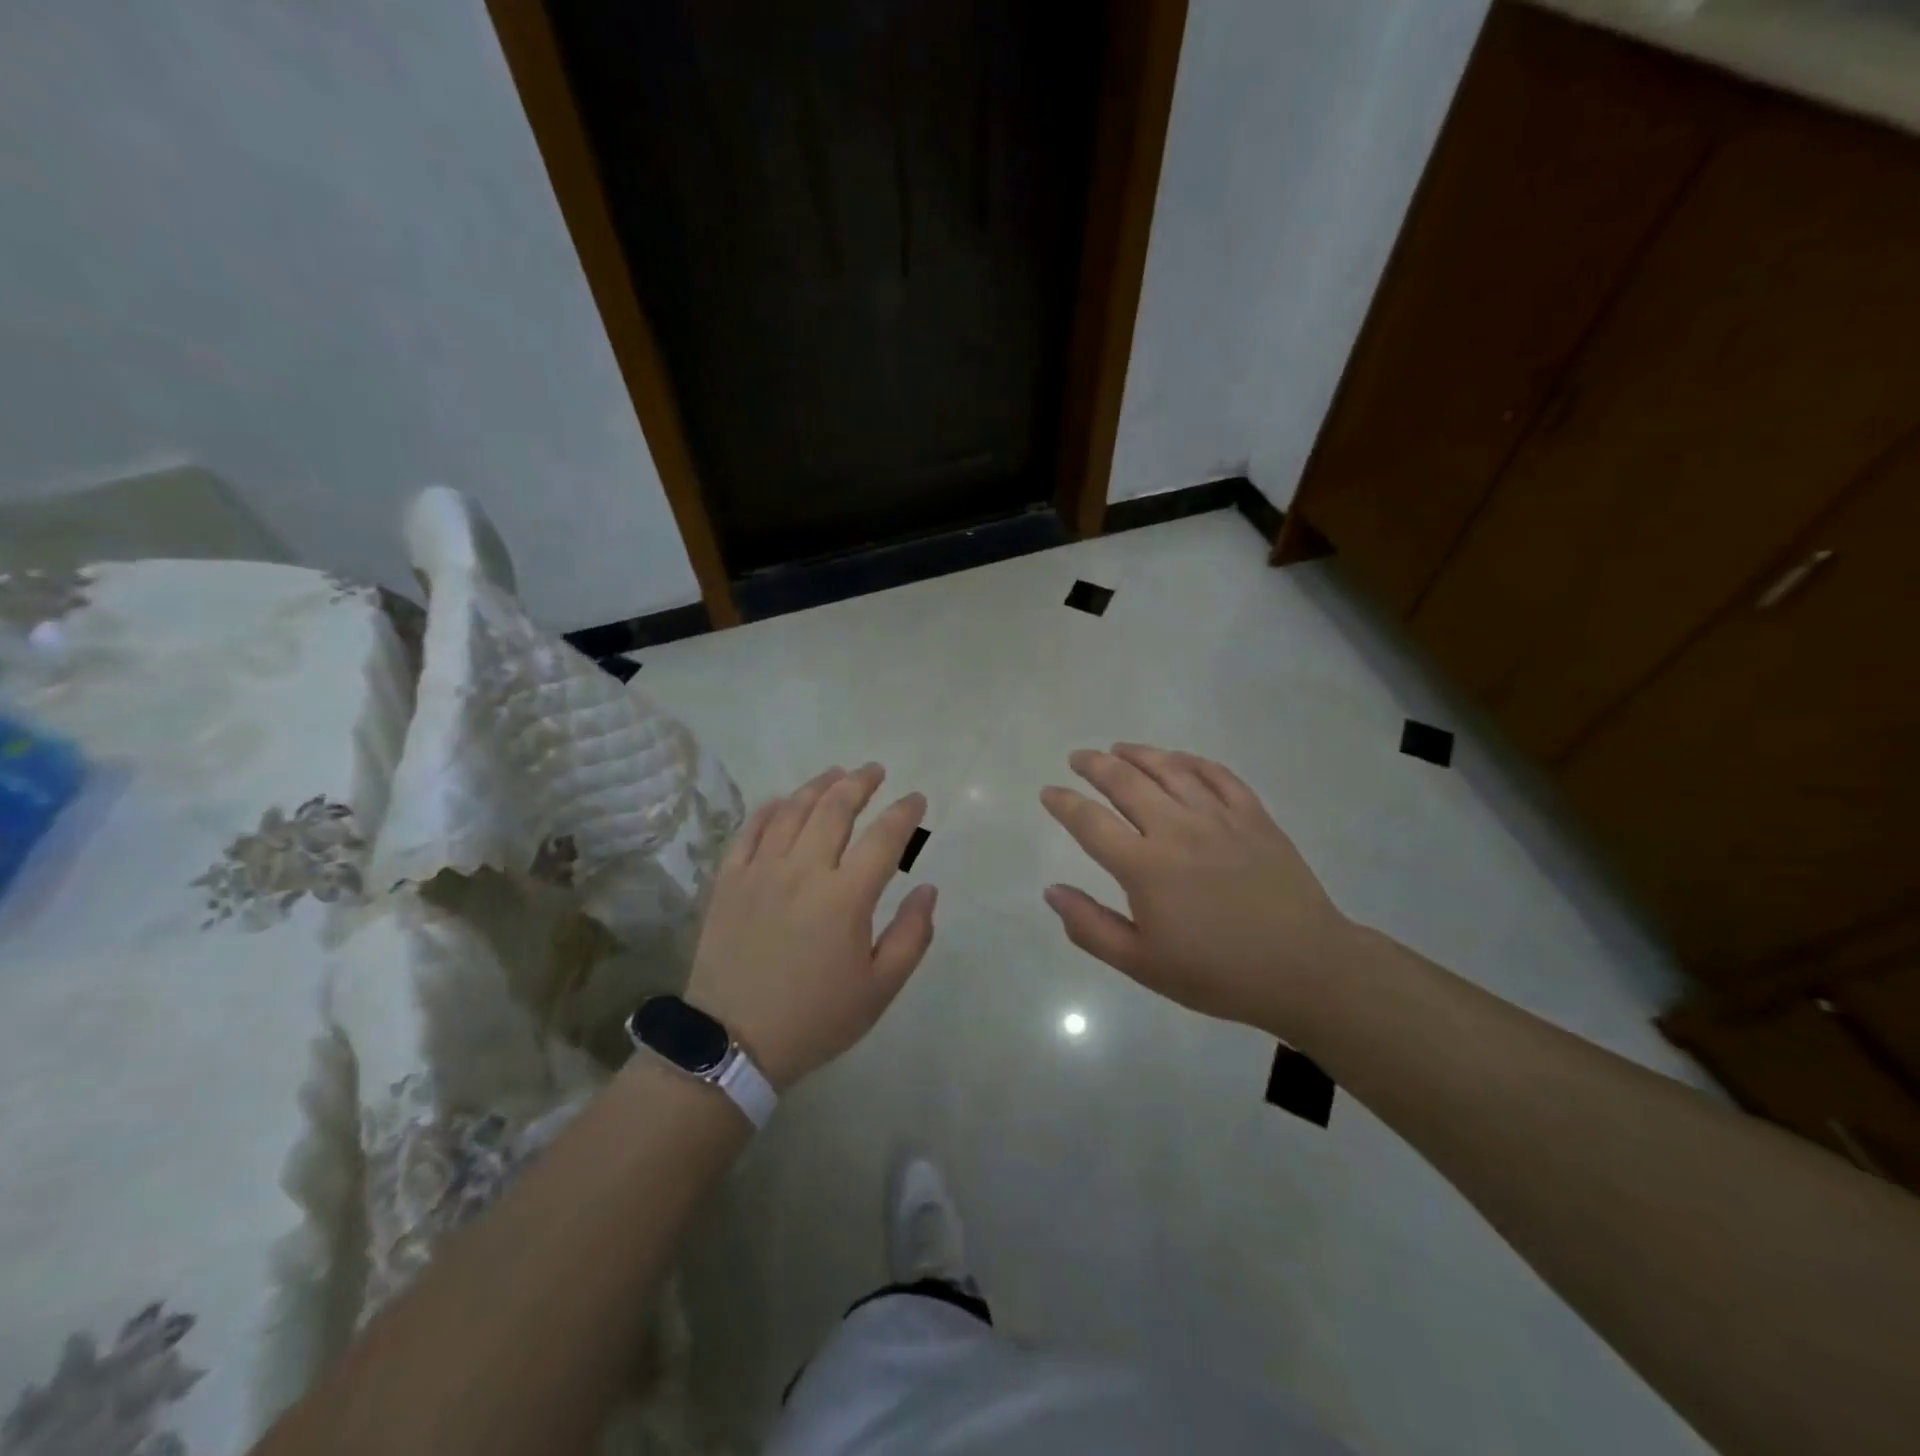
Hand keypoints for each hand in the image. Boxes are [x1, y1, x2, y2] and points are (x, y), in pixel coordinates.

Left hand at [686, 764, 936, 1089]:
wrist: (733, 1044)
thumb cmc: (816, 1018)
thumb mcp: (880, 989)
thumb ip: (912, 935)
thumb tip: (927, 888)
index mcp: (846, 897)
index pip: (884, 837)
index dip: (904, 812)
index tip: (916, 799)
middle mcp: (804, 871)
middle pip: (835, 809)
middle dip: (860, 783)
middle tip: (876, 771)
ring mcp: (761, 871)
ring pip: (793, 811)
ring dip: (818, 785)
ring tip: (836, 774)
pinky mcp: (728, 880)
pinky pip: (750, 830)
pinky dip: (770, 808)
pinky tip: (783, 800)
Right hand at [1040, 744, 1355, 1033]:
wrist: (1304, 969)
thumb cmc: (1217, 974)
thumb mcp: (1142, 964)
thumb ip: (1090, 927)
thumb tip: (1051, 891)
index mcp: (1145, 866)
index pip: (1090, 822)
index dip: (1064, 803)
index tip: (1048, 792)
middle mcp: (1177, 829)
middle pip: (1126, 782)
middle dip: (1094, 765)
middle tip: (1078, 757)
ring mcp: (1219, 817)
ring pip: (1170, 769)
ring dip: (1138, 753)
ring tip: (1118, 748)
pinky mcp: (1254, 816)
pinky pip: (1218, 775)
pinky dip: (1191, 761)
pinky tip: (1178, 759)